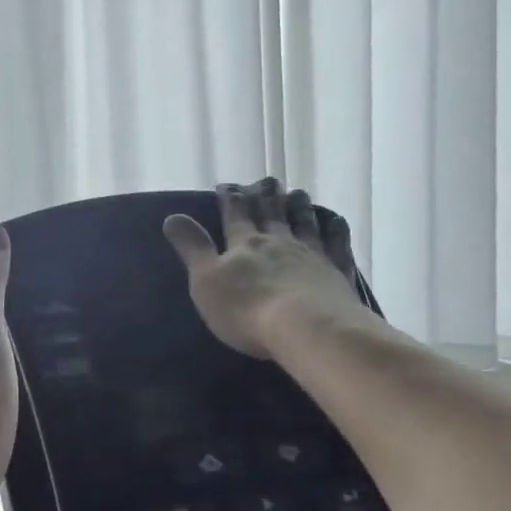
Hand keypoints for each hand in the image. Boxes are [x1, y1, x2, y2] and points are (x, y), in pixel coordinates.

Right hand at [163, 179, 365, 358]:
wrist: (307, 328)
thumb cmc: (247, 310)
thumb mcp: (205, 281)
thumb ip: (192, 248)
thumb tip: (172, 216)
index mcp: (245, 244)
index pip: (235, 214)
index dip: (230, 198)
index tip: (227, 185)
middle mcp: (279, 242)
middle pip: (272, 213)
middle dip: (267, 196)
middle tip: (268, 181)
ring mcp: (313, 255)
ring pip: (305, 223)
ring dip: (299, 207)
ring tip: (298, 194)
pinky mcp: (338, 272)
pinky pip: (337, 244)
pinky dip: (336, 230)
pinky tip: (336, 221)